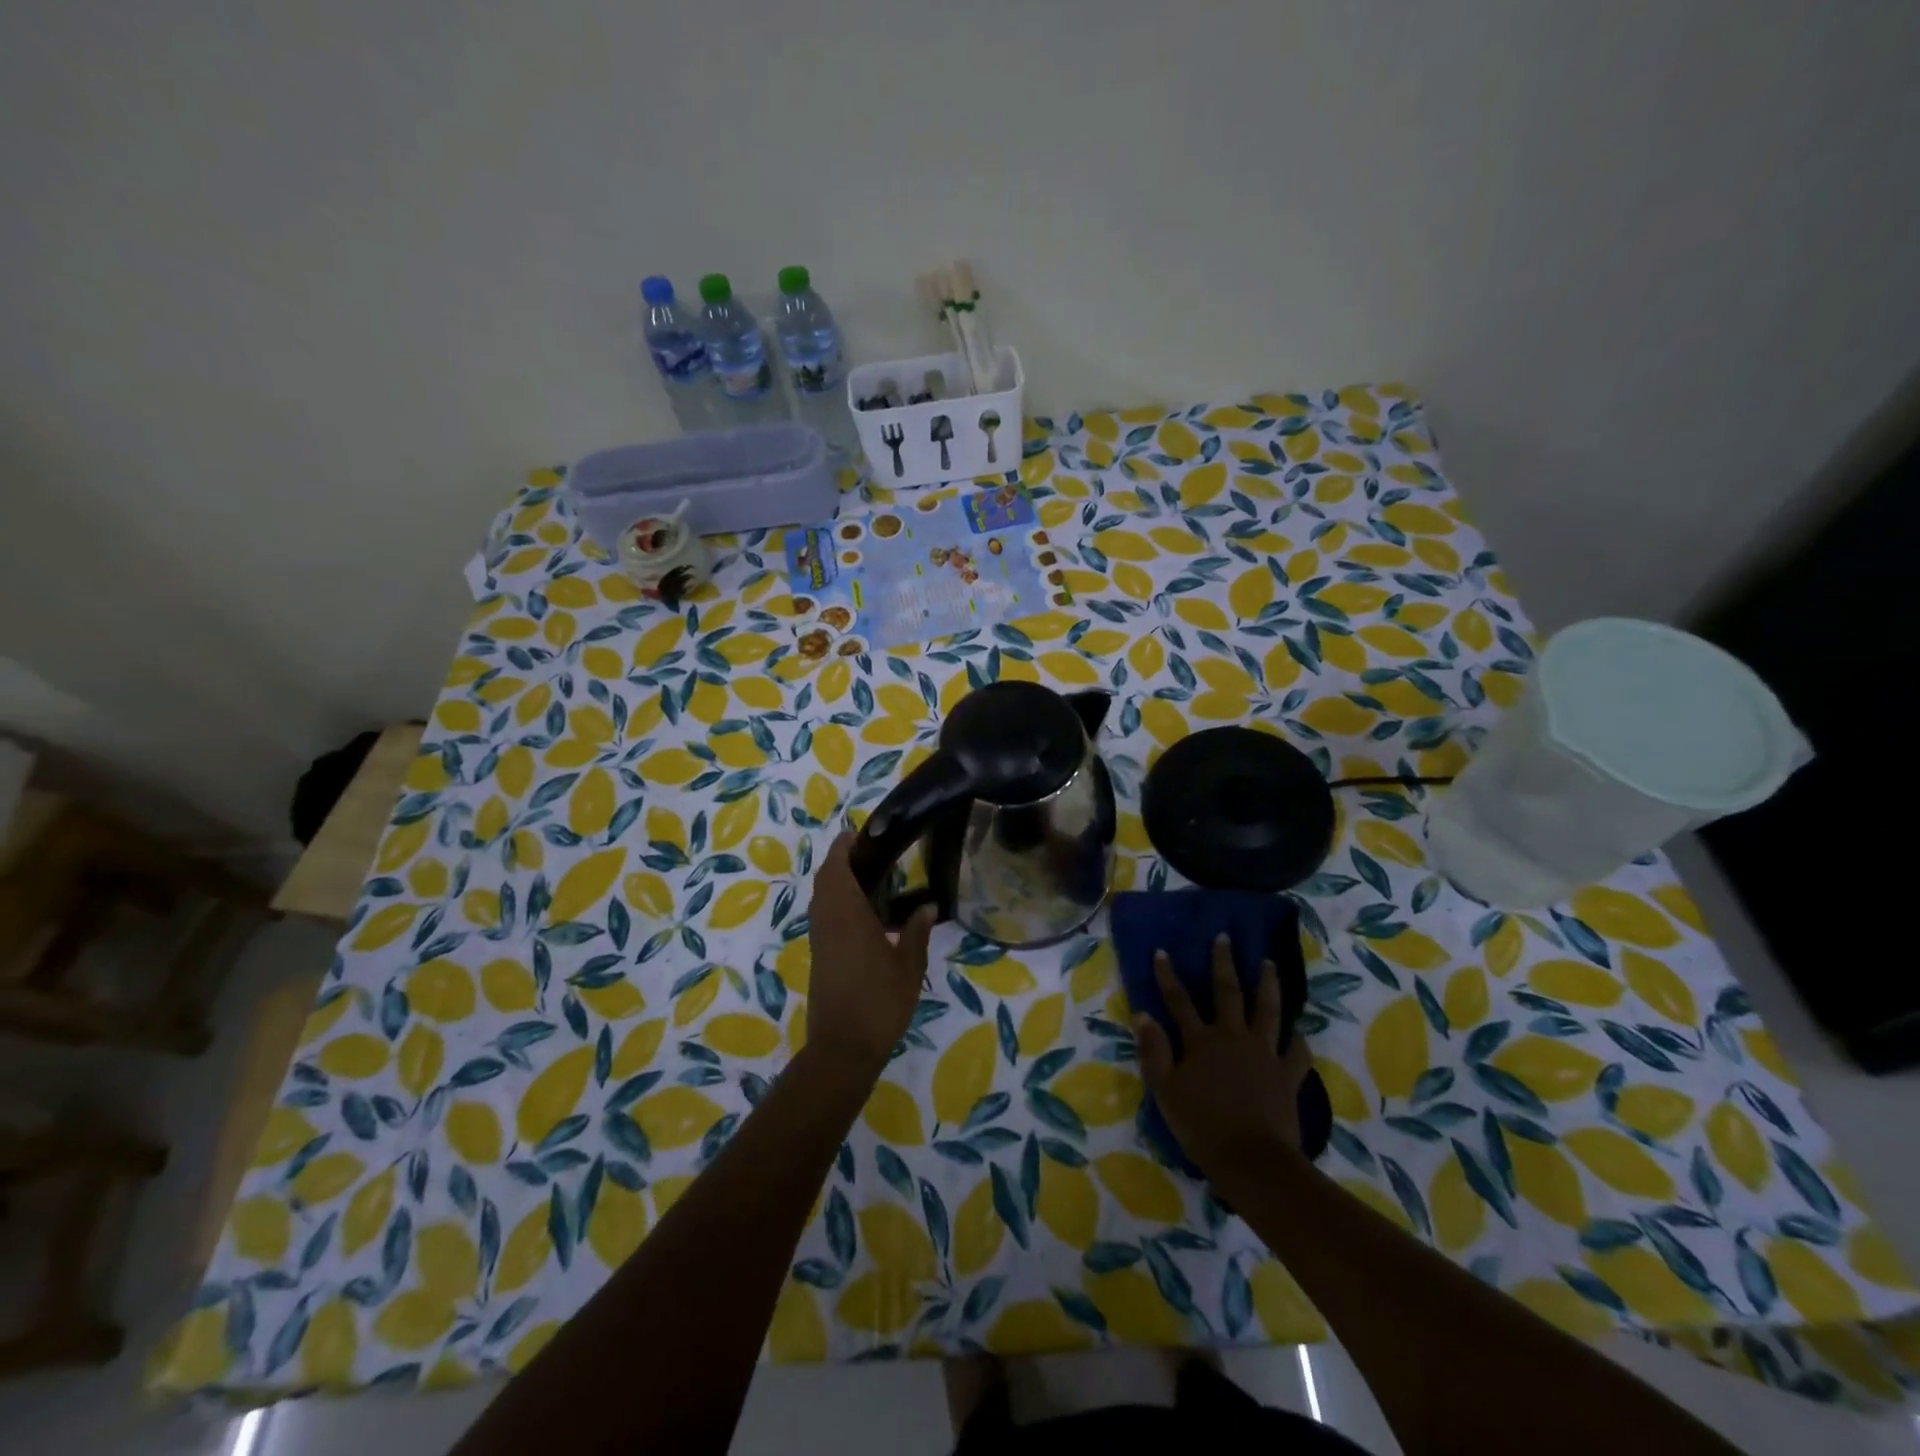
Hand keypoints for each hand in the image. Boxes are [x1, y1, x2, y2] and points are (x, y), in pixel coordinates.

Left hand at [802, 833, 937, 1073]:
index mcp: (847, 915)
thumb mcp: (909, 967)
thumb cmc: (880, 1002)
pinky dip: (835, 903)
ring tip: (867, 878)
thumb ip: (917, 933)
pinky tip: (861, 914)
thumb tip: (928, 906)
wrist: (843, 1047)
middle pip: (825, 880)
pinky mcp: (819, 957)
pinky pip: (823, 917)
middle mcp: (828, 921)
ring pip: (820, 899)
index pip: (837, 869)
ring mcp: (820, 940)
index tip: (856, 834)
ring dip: (834, 882)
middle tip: (867, 853)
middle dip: (839, 861)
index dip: (843, 848)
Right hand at [1134, 933, 1312, 1175]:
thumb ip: (1154, 1051)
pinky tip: (1299, 1030)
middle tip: (1225, 938)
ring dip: (1268, 985)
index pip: (1179, 1001)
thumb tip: (1142, 1014)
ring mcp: (1264, 1054)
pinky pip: (1297, 1052)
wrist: (1252, 1161)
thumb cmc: (1202, 1126)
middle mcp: (1233, 1037)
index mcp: (1201, 1041)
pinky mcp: (1287, 1075)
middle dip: (1223, 963)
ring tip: (1269, 963)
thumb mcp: (1165, 1090)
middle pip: (1228, 993)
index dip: (1168, 976)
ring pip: (1268, 1011)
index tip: (1162, 951)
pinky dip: (1298, 1039)